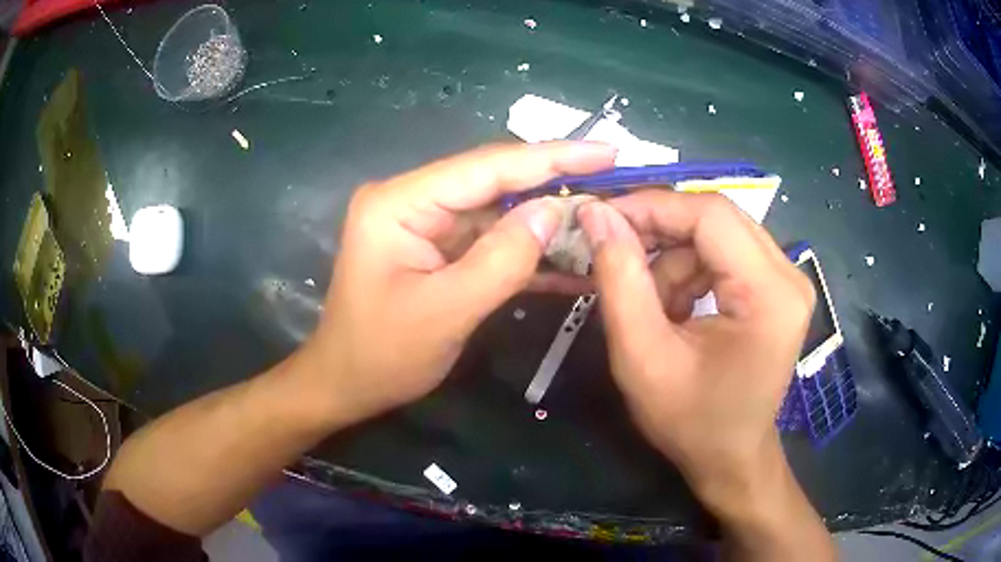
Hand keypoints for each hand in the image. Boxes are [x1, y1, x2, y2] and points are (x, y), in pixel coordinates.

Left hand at [299, 142, 616, 423]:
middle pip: (495, 181)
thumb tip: (554, 211)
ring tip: (605, 215)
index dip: (551, 157)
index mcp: (399, 202)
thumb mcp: (446, 312)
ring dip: (548, 218)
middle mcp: (412, 199)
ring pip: (499, 209)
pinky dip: (529, 248)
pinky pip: (491, 238)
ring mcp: (426, 223)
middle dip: (556, 182)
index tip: (606, 152)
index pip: (485, 167)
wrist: (347, 385)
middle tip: (616, 180)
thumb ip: (503, 258)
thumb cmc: (382, 355)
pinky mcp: (439, 247)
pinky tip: (571, 255)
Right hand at [577, 191, 814, 509]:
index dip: (651, 206)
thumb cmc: (690, 421)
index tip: (600, 218)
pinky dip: (691, 272)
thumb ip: (619, 279)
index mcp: (769, 294)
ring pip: (716, 235)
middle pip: (716, 219)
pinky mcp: (777, 287)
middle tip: (614, 252)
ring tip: (652, 307)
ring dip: (674, 260)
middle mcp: (788, 275)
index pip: (711, 216)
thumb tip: (596, 214)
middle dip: (659, 232)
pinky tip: (676, 309)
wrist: (730, 456)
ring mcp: (787, 279)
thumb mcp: (642, 356)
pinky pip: (724, 254)